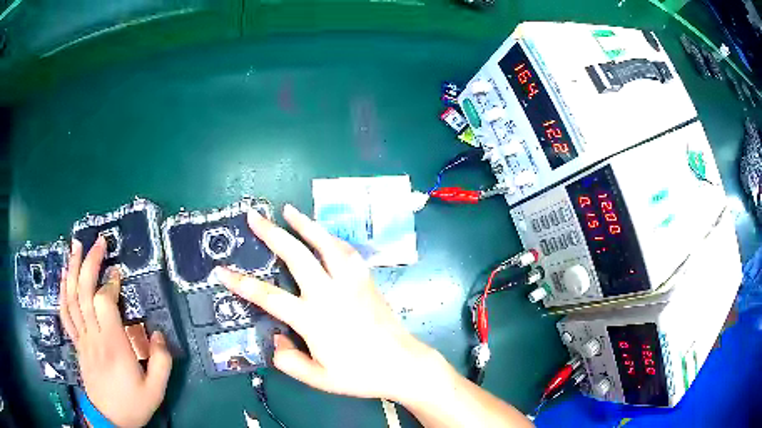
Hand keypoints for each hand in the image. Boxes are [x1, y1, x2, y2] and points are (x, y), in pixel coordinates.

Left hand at [59, 237, 171, 427]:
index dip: (109, 283)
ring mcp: (82, 339)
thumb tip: (158, 332)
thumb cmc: (133, 404)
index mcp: (113, 346)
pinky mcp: (77, 343)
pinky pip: (65, 314)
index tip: (118, 272)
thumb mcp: (156, 390)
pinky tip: (63, 276)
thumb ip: (161, 361)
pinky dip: (62, 292)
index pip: (104, 303)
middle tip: (98, 243)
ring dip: (72, 269)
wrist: (110, 420)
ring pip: (71, 298)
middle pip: (84, 292)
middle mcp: (93, 337)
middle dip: (89, 263)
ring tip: (75, 246)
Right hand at [214, 204, 442, 402]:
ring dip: (305, 224)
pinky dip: (331, 238)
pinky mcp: (366, 280)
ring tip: (289, 210)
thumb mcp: (319, 379)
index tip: (221, 271)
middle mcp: (330, 294)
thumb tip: (275, 341)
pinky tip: (324, 233)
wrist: (403, 364)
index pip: (268, 296)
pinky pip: (346, 252)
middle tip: (255, 216)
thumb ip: (290, 362)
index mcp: (313, 319)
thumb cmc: (360, 375)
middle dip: (272, 233)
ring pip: (325, 244)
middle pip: (296, 256)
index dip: (241, 283)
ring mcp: (351, 283)